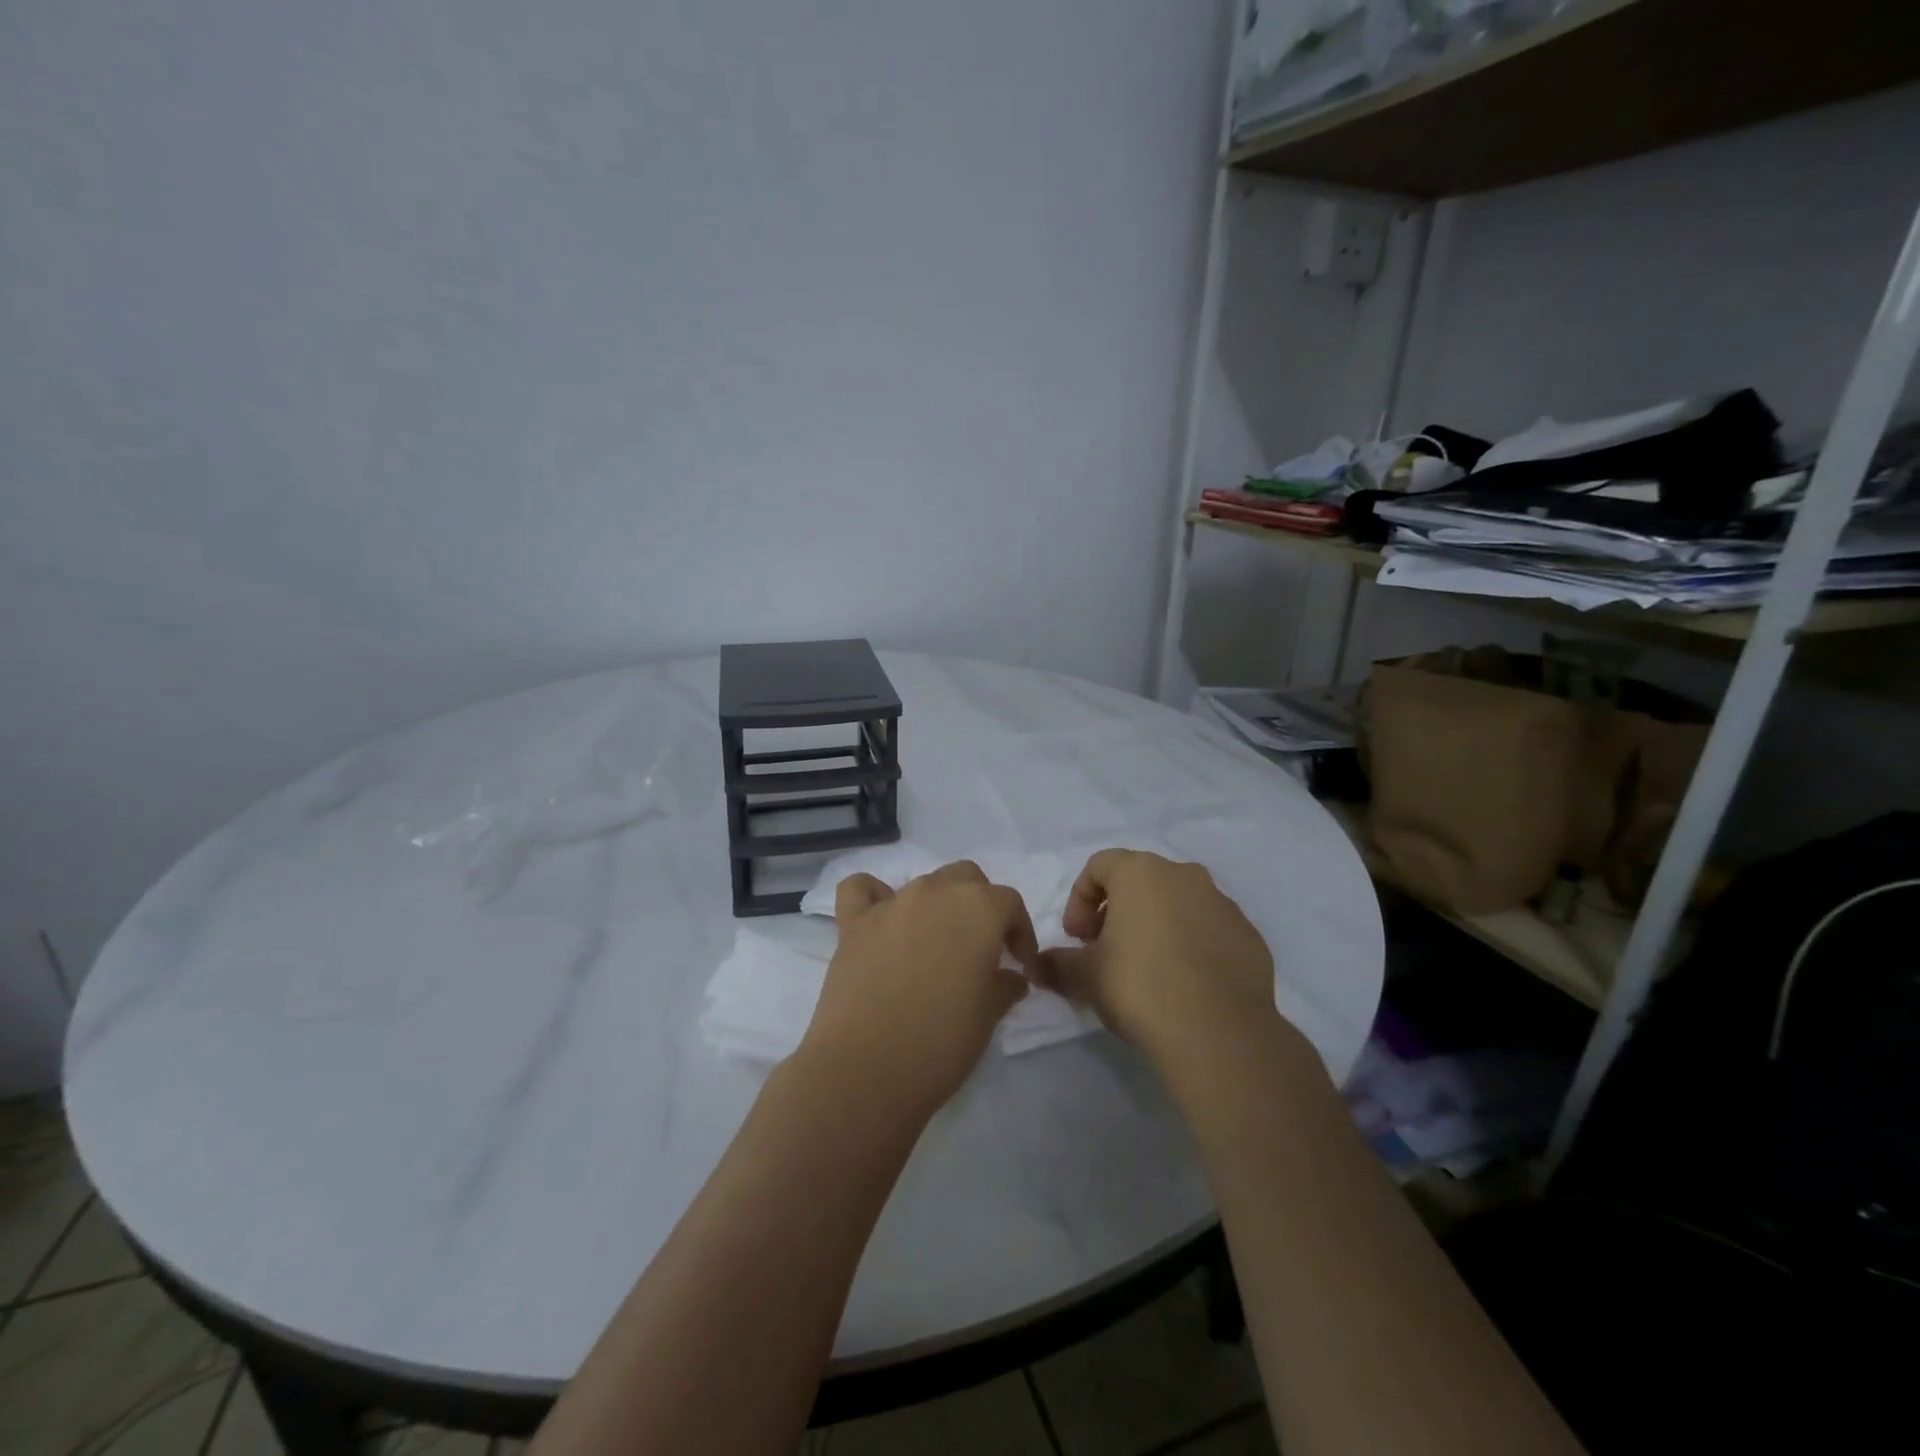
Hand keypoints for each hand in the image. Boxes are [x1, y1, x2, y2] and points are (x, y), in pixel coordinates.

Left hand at [798, 860, 1035, 1118]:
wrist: (867, 1069)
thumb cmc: (942, 1042)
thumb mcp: (990, 1015)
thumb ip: (1005, 985)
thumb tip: (1011, 977)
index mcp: (979, 908)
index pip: (1009, 903)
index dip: (1019, 932)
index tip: (1019, 964)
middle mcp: (936, 892)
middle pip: (967, 879)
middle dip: (979, 906)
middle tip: (980, 949)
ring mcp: (892, 903)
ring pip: (923, 883)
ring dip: (936, 905)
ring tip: (935, 945)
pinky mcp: (853, 922)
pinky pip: (862, 890)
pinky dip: (874, 896)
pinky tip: (881, 921)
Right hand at [1043, 850, 1277, 1067]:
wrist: (1218, 1032)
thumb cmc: (1140, 986)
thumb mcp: (1084, 976)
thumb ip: (1057, 963)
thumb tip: (1038, 965)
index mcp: (1141, 872)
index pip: (1098, 866)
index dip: (1079, 899)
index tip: (1077, 938)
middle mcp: (1184, 875)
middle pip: (1140, 881)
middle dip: (1117, 911)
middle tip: (1106, 950)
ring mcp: (1222, 903)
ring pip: (1177, 903)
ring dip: (1156, 925)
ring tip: (1147, 969)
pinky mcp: (1249, 935)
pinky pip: (1209, 929)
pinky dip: (1191, 944)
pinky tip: (1184, 983)